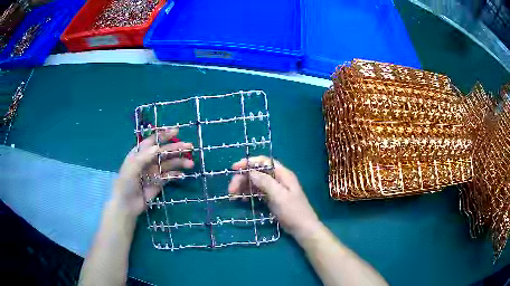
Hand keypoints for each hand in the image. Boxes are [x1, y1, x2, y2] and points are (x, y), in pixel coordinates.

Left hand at [113, 129, 193, 217]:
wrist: (127, 204)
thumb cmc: (126, 183)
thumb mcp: (132, 167)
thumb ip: (144, 156)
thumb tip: (158, 147)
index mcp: (140, 153)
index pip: (153, 141)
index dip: (164, 135)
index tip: (176, 131)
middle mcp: (148, 160)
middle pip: (164, 151)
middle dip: (176, 148)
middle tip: (190, 146)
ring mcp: (154, 172)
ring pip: (169, 164)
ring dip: (179, 162)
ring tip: (190, 163)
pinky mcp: (159, 182)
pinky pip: (169, 176)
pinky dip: (176, 174)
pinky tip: (182, 175)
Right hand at [228, 156, 320, 240]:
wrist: (303, 229)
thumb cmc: (293, 211)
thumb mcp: (279, 196)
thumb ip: (265, 182)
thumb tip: (251, 172)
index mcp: (282, 174)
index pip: (263, 162)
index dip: (248, 163)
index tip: (234, 169)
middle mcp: (278, 179)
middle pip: (257, 173)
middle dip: (243, 179)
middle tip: (231, 190)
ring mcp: (275, 189)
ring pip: (256, 183)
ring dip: (244, 187)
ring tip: (233, 196)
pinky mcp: (272, 198)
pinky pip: (258, 192)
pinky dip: (249, 194)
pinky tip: (242, 200)